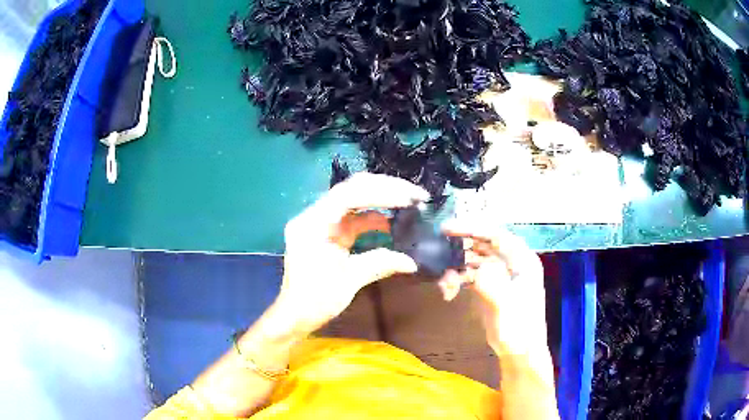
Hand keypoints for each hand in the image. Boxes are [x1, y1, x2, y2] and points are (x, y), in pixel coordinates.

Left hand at [275, 173, 428, 336]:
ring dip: (382, 199)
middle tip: (415, 195)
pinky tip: (394, 223)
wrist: (295, 314)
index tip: (408, 198)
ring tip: (411, 203)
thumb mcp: (349, 282)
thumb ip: (380, 264)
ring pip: (355, 200)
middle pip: (352, 190)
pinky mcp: (330, 232)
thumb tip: (412, 262)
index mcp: (313, 225)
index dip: (380, 193)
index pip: (347, 196)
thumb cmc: (315, 300)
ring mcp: (322, 222)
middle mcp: (315, 216)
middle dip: (385, 189)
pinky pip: (354, 216)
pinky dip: (374, 217)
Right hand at [439, 219, 548, 356]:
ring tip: (444, 284)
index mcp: (522, 260)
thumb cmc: (519, 328)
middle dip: (461, 246)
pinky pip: (470, 274)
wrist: (519, 352)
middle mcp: (511, 263)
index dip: (473, 228)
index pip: (496, 235)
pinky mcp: (489, 287)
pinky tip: (448, 293)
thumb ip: (493, 285)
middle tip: (437, 248)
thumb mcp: (507, 307)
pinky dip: (457, 280)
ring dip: (456, 267)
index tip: (448, 228)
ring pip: (474, 259)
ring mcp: (500, 275)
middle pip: (483, 244)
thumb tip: (476, 269)